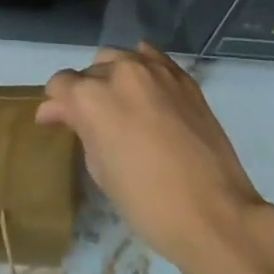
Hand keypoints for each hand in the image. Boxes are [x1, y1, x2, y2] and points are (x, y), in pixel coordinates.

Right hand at [39, 43, 262, 266]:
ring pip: (118, 59)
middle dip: (86, 94)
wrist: (217, 216)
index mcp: (92, 96)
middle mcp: (119, 71)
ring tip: (122, 106)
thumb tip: (60, 112)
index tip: (57, 122)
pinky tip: (145, 89)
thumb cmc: (149, 205)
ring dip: (112, 78)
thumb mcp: (102, 172)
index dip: (56, 105)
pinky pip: (150, 57)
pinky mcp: (181, 75)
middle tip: (94, 123)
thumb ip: (81, 131)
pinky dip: (141, 68)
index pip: (60, 84)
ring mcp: (153, 69)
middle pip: (89, 71)